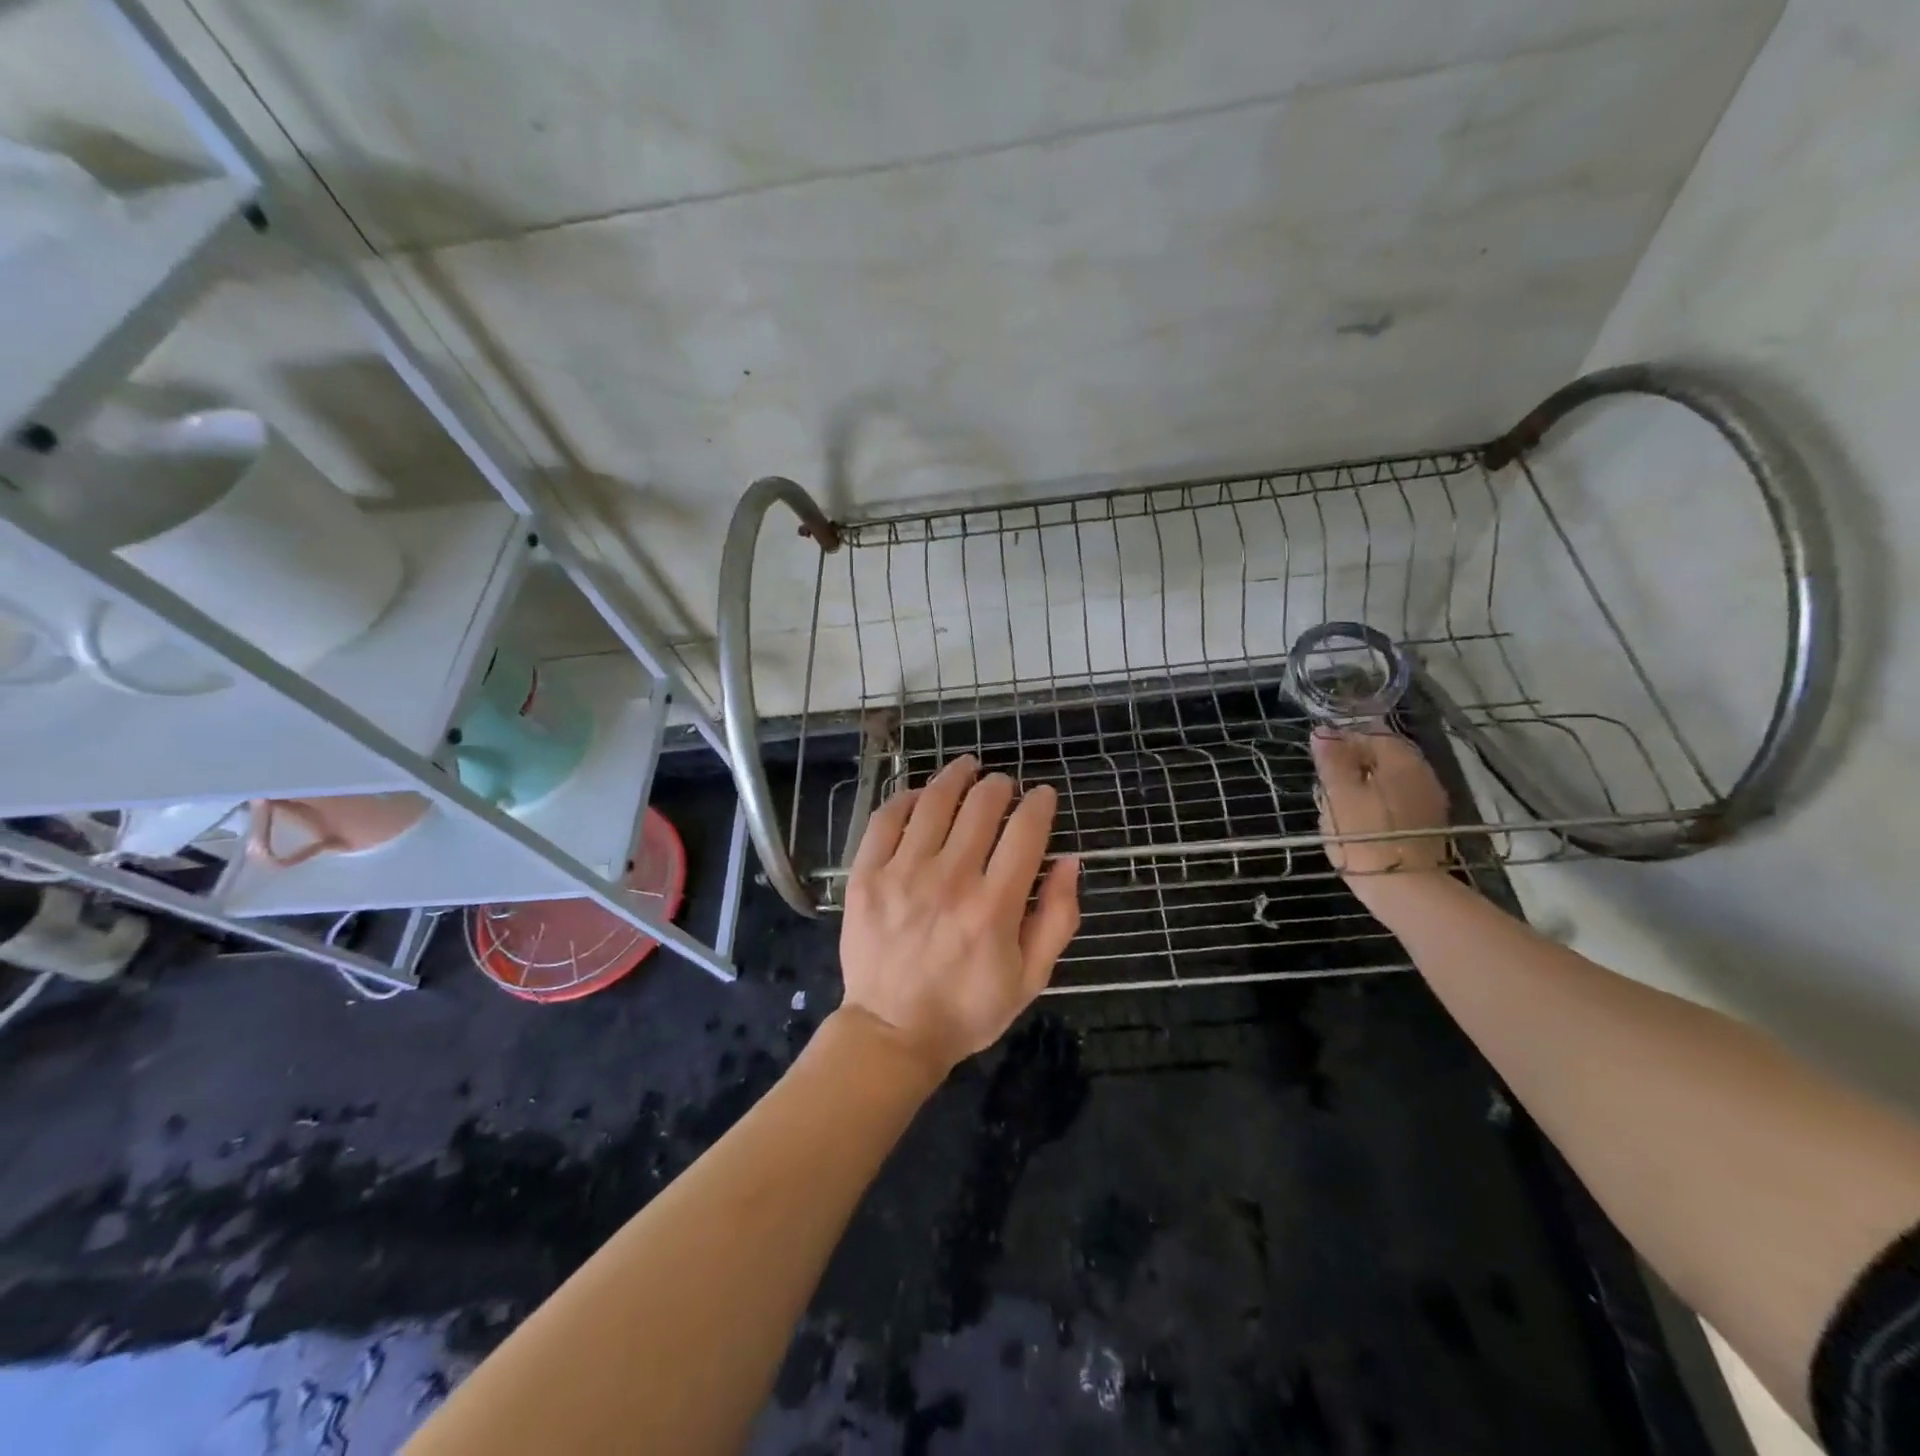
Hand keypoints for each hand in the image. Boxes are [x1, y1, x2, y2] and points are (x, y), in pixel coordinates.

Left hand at [839, 755, 1080, 1077]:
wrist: (892, 1032)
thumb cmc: (968, 1009)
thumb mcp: (1031, 978)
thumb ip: (1058, 918)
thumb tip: (1069, 861)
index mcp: (995, 907)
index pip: (1025, 832)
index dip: (1039, 804)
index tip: (1043, 796)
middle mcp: (950, 881)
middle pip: (981, 807)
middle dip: (999, 786)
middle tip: (1003, 785)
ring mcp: (903, 875)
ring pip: (935, 803)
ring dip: (956, 777)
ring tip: (967, 768)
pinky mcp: (867, 877)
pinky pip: (886, 820)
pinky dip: (907, 798)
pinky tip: (921, 795)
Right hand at [1310, 728, 1452, 899]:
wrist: (1406, 890)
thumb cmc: (1366, 837)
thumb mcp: (1339, 795)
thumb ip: (1332, 761)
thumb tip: (1323, 732)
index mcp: (1402, 761)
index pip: (1370, 736)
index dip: (1341, 745)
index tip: (1319, 765)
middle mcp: (1422, 774)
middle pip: (1381, 761)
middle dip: (1351, 770)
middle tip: (1326, 791)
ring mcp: (1429, 802)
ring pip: (1387, 784)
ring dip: (1362, 791)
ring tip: (1338, 812)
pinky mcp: (1427, 827)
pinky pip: (1396, 805)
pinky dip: (1375, 809)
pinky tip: (1358, 827)